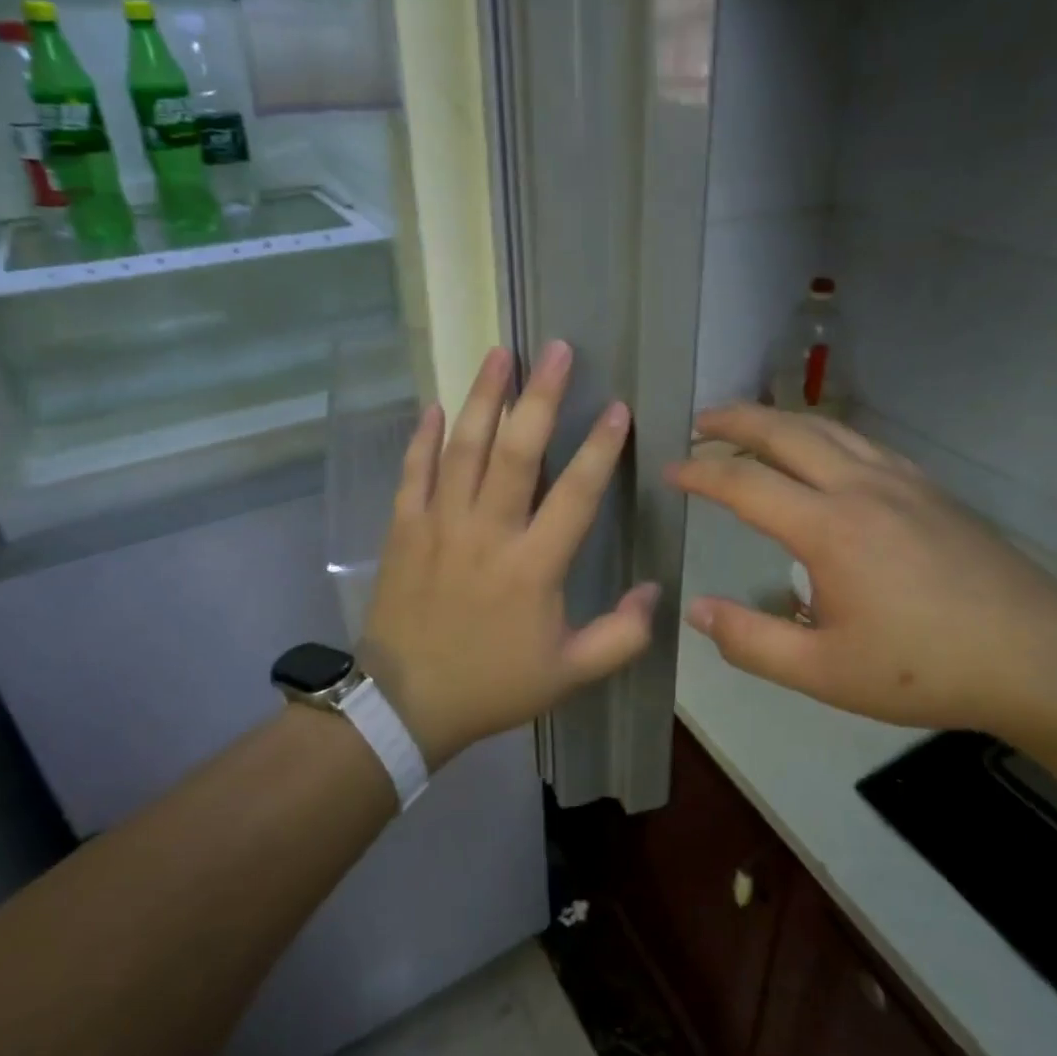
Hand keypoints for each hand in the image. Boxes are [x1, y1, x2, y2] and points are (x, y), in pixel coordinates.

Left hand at [360, 342, 658, 768]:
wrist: (405, 704)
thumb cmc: (492, 685)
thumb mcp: (569, 674)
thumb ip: (621, 636)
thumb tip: (654, 590)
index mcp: (533, 566)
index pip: (575, 494)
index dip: (600, 448)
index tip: (618, 408)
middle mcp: (487, 532)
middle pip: (516, 452)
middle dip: (541, 397)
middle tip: (557, 350)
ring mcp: (439, 524)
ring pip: (463, 448)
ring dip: (483, 397)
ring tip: (500, 355)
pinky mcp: (403, 528)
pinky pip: (413, 472)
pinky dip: (423, 437)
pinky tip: (435, 405)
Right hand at [666, 405, 1056, 738]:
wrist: (1039, 655)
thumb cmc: (925, 668)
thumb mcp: (824, 672)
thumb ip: (752, 641)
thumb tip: (696, 610)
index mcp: (828, 528)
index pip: (744, 483)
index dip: (700, 472)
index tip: (669, 470)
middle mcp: (859, 487)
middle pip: (784, 432)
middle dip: (734, 420)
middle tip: (698, 421)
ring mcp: (899, 480)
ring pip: (826, 427)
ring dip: (778, 419)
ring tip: (748, 425)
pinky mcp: (928, 487)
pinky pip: (861, 441)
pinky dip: (822, 433)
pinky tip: (821, 452)